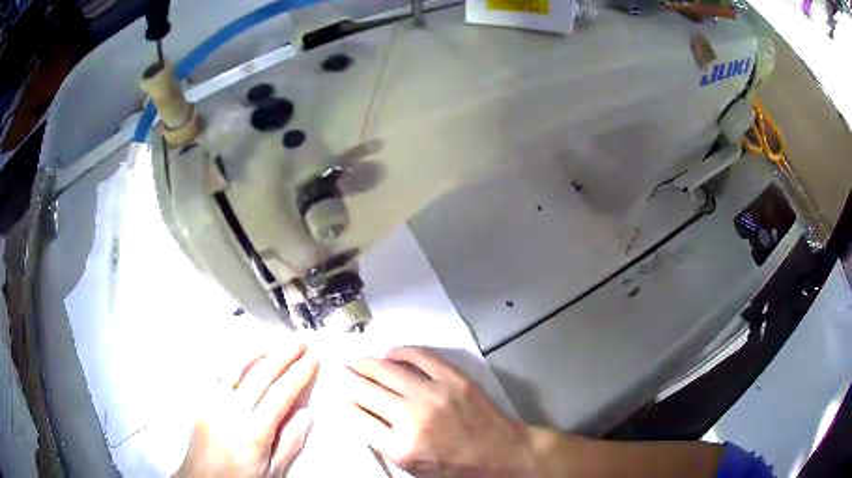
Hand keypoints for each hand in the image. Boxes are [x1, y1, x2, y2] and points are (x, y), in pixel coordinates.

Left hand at [175, 338, 317, 477]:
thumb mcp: (273, 471)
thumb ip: (289, 443)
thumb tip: (306, 412)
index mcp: (251, 432)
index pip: (279, 394)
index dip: (298, 374)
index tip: (313, 359)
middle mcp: (230, 411)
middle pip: (260, 374)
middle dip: (283, 354)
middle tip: (301, 341)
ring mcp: (213, 402)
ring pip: (237, 366)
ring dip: (261, 350)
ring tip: (279, 340)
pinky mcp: (203, 399)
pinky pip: (222, 371)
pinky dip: (240, 357)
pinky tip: (250, 353)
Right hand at [342, 347, 534, 476]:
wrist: (500, 452)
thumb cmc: (455, 467)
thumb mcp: (412, 467)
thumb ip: (383, 442)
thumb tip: (359, 413)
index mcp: (401, 447)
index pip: (357, 417)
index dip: (342, 401)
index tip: (337, 392)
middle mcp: (413, 418)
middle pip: (366, 390)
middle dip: (347, 378)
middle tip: (340, 371)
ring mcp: (434, 394)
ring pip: (387, 369)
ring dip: (366, 363)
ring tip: (357, 361)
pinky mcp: (454, 378)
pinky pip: (419, 356)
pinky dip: (400, 351)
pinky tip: (390, 353)